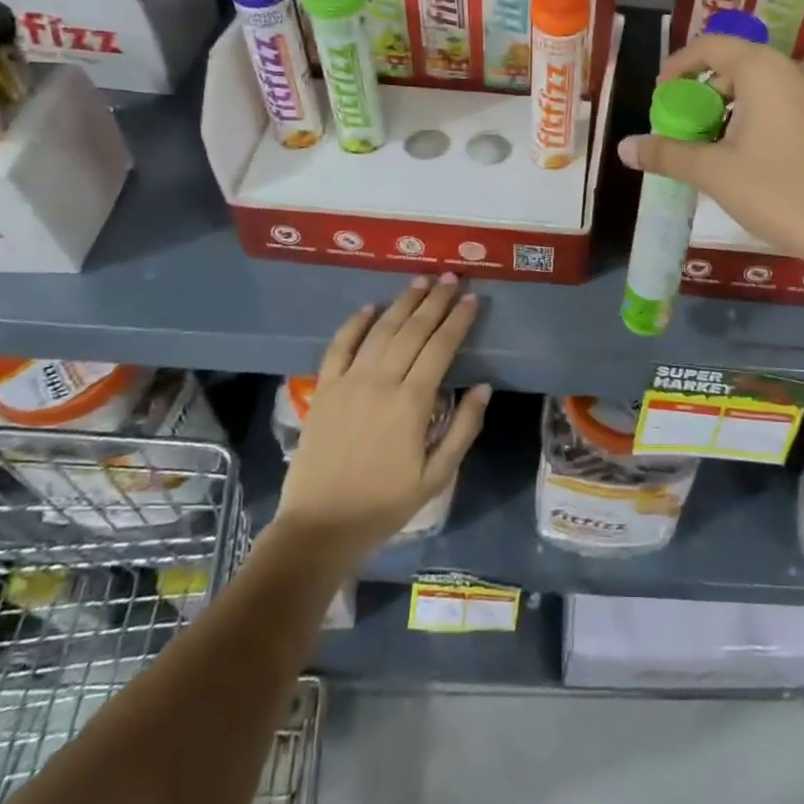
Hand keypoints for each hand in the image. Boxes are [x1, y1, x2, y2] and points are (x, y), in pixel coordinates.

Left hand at [277, 274, 489, 560]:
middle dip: (435, 301)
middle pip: (412, 330)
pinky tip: (370, 307)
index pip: (441, 347)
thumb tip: (483, 387)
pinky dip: (355, 324)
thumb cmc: (385, 503)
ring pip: (380, 331)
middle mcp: (381, 382)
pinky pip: (339, 347)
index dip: (458, 320)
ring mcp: (348, 382)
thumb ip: (464, 428)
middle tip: (452, 278)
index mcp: (412, 403)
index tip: (472, 299)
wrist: (320, 525)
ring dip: (402, 303)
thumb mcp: (437, 475)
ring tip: (421, 280)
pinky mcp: (324, 390)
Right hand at [615, 34, 803, 273]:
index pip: (712, 46)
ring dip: (735, 104)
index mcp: (766, 69)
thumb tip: (624, 147)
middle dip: (706, 90)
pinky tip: (752, 151)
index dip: (680, 65)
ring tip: (715, 140)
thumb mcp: (714, 173)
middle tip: (686, 123)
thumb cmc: (777, 192)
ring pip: (766, 85)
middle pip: (740, 64)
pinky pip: (789, 102)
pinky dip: (762, 114)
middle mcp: (797, 70)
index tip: (661, 93)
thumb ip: (667, 154)